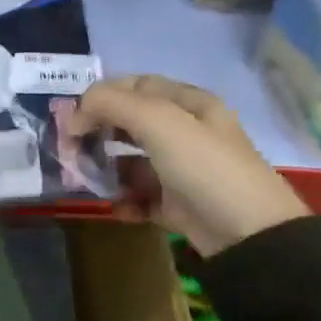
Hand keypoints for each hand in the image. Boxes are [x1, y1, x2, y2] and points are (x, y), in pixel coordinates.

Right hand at [69, 74, 307, 256]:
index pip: (137, 86)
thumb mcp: (160, 122)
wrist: (249, 235)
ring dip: (106, 169)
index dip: (102, 96)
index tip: (72, 118)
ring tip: (87, 181)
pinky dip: (125, 200)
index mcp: (190, 104)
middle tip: (71, 149)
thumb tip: (77, 109)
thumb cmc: (204, 167)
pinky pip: (142, 197)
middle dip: (99, 132)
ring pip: (133, 162)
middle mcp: (187, 133)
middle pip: (132, 123)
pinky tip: (116, 207)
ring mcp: (183, 170)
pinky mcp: (179, 205)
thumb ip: (114, 104)